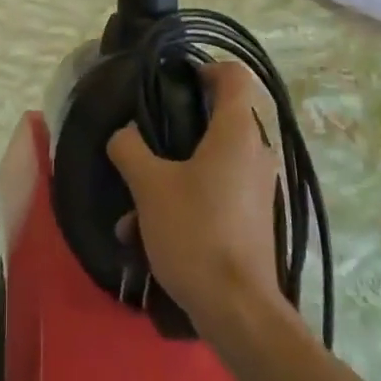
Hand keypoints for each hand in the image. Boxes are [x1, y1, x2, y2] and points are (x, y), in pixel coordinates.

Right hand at [107, 62, 282, 331]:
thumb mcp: (149, 186)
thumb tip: (124, 133)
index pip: (234, 74)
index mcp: (237, 131)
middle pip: (220, 116)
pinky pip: (215, 192)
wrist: (238, 313)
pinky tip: (145, 235)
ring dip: (171, 175)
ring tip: (133, 206)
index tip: (173, 84)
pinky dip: (184, 201)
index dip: (204, 68)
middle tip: (147, 136)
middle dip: (177, 127)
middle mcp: (255, 152)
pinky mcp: (252, 218)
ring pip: (211, 160)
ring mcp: (256, 187)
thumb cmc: (196, 234)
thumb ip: (130, 148)